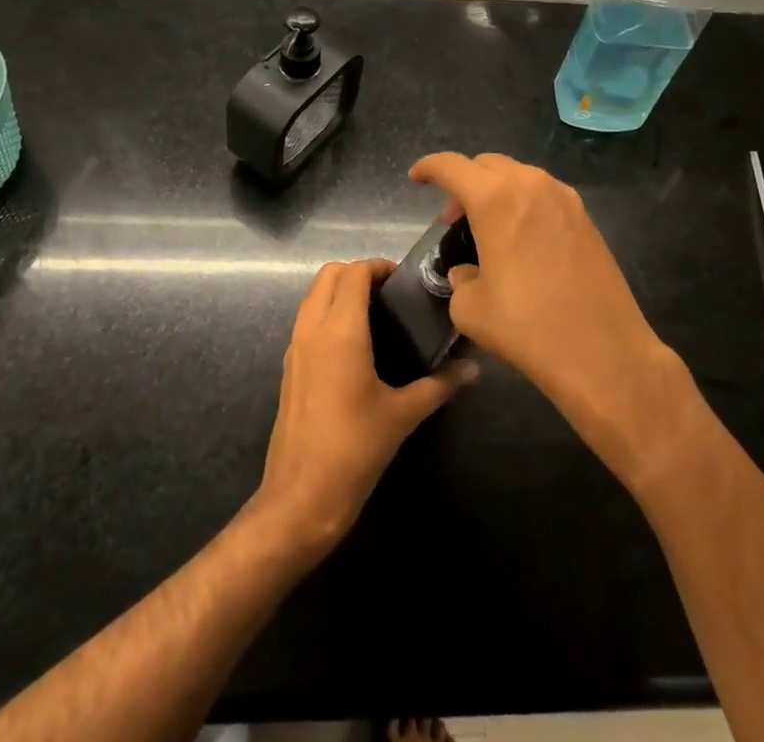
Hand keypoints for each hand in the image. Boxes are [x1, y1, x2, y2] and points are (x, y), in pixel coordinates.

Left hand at [256, 259, 477, 553]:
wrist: (301, 497)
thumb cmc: (354, 449)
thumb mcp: (403, 415)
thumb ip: (440, 385)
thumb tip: (474, 369)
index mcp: (340, 330)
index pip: (354, 273)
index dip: (378, 267)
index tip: (404, 281)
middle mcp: (312, 328)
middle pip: (329, 274)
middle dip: (358, 273)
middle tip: (390, 293)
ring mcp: (295, 346)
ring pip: (313, 296)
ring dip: (340, 291)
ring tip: (376, 314)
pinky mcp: (289, 366)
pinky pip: (307, 320)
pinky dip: (327, 313)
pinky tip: (355, 344)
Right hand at [410, 152, 702, 491]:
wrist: (604, 353)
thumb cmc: (528, 328)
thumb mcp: (472, 309)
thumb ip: (460, 280)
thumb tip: (469, 273)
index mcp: (495, 200)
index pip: (451, 166)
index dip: (428, 167)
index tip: (417, 179)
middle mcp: (531, 186)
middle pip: (486, 164)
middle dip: (463, 182)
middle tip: (452, 218)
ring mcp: (564, 199)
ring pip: (518, 175)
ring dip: (495, 191)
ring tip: (487, 229)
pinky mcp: (586, 218)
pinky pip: (544, 194)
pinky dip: (523, 203)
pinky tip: (521, 240)